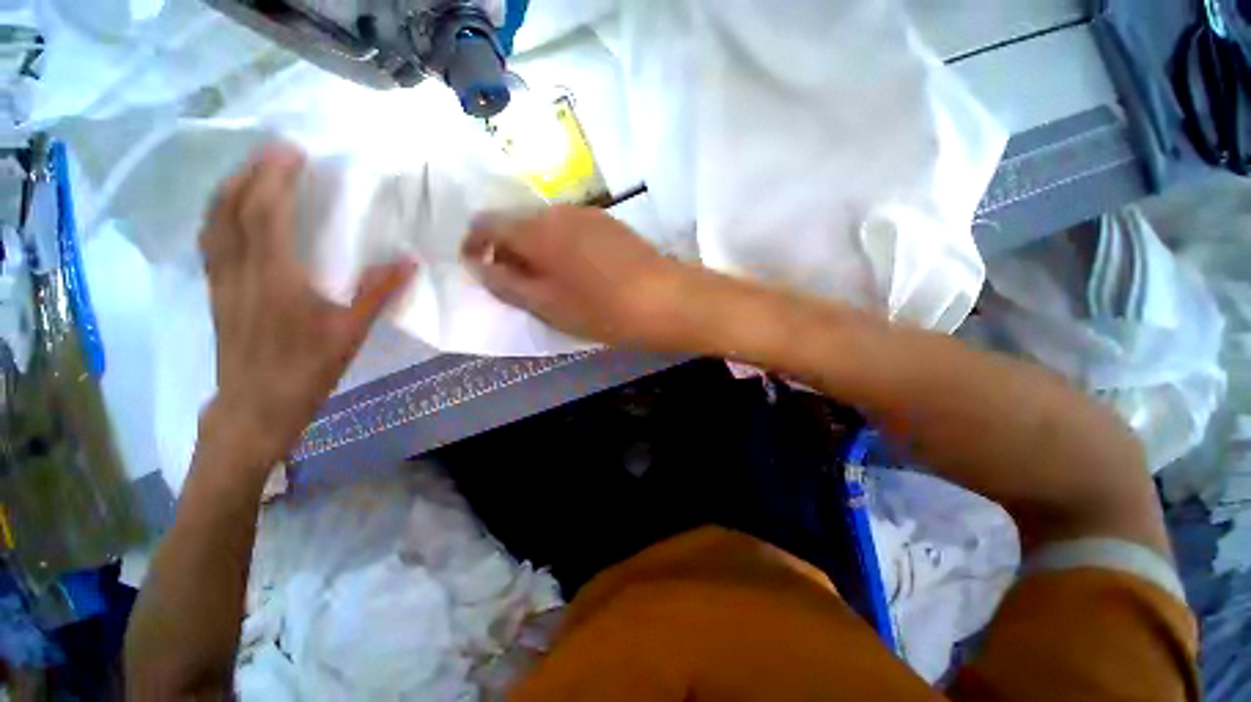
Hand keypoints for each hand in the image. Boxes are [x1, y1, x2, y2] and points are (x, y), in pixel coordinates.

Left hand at [200, 145, 415, 466]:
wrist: (255, 407)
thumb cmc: (307, 370)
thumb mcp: (351, 333)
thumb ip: (377, 293)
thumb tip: (408, 261)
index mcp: (275, 277)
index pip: (266, 212)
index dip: (276, 177)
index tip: (294, 152)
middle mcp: (240, 270)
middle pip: (231, 207)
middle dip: (251, 172)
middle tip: (275, 152)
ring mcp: (221, 280)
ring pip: (213, 221)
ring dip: (230, 188)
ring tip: (252, 172)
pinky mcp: (216, 291)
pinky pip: (210, 240)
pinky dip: (219, 214)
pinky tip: (232, 212)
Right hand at [462, 205, 685, 346]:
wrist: (666, 300)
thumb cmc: (602, 309)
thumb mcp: (548, 306)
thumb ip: (507, 284)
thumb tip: (478, 265)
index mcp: (537, 229)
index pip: (487, 223)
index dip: (474, 243)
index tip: (476, 267)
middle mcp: (559, 211)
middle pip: (517, 222)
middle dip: (507, 250)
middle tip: (515, 284)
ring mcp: (588, 214)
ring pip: (546, 226)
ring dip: (535, 250)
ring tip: (548, 283)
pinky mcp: (610, 224)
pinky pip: (570, 230)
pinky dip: (560, 248)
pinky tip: (576, 273)